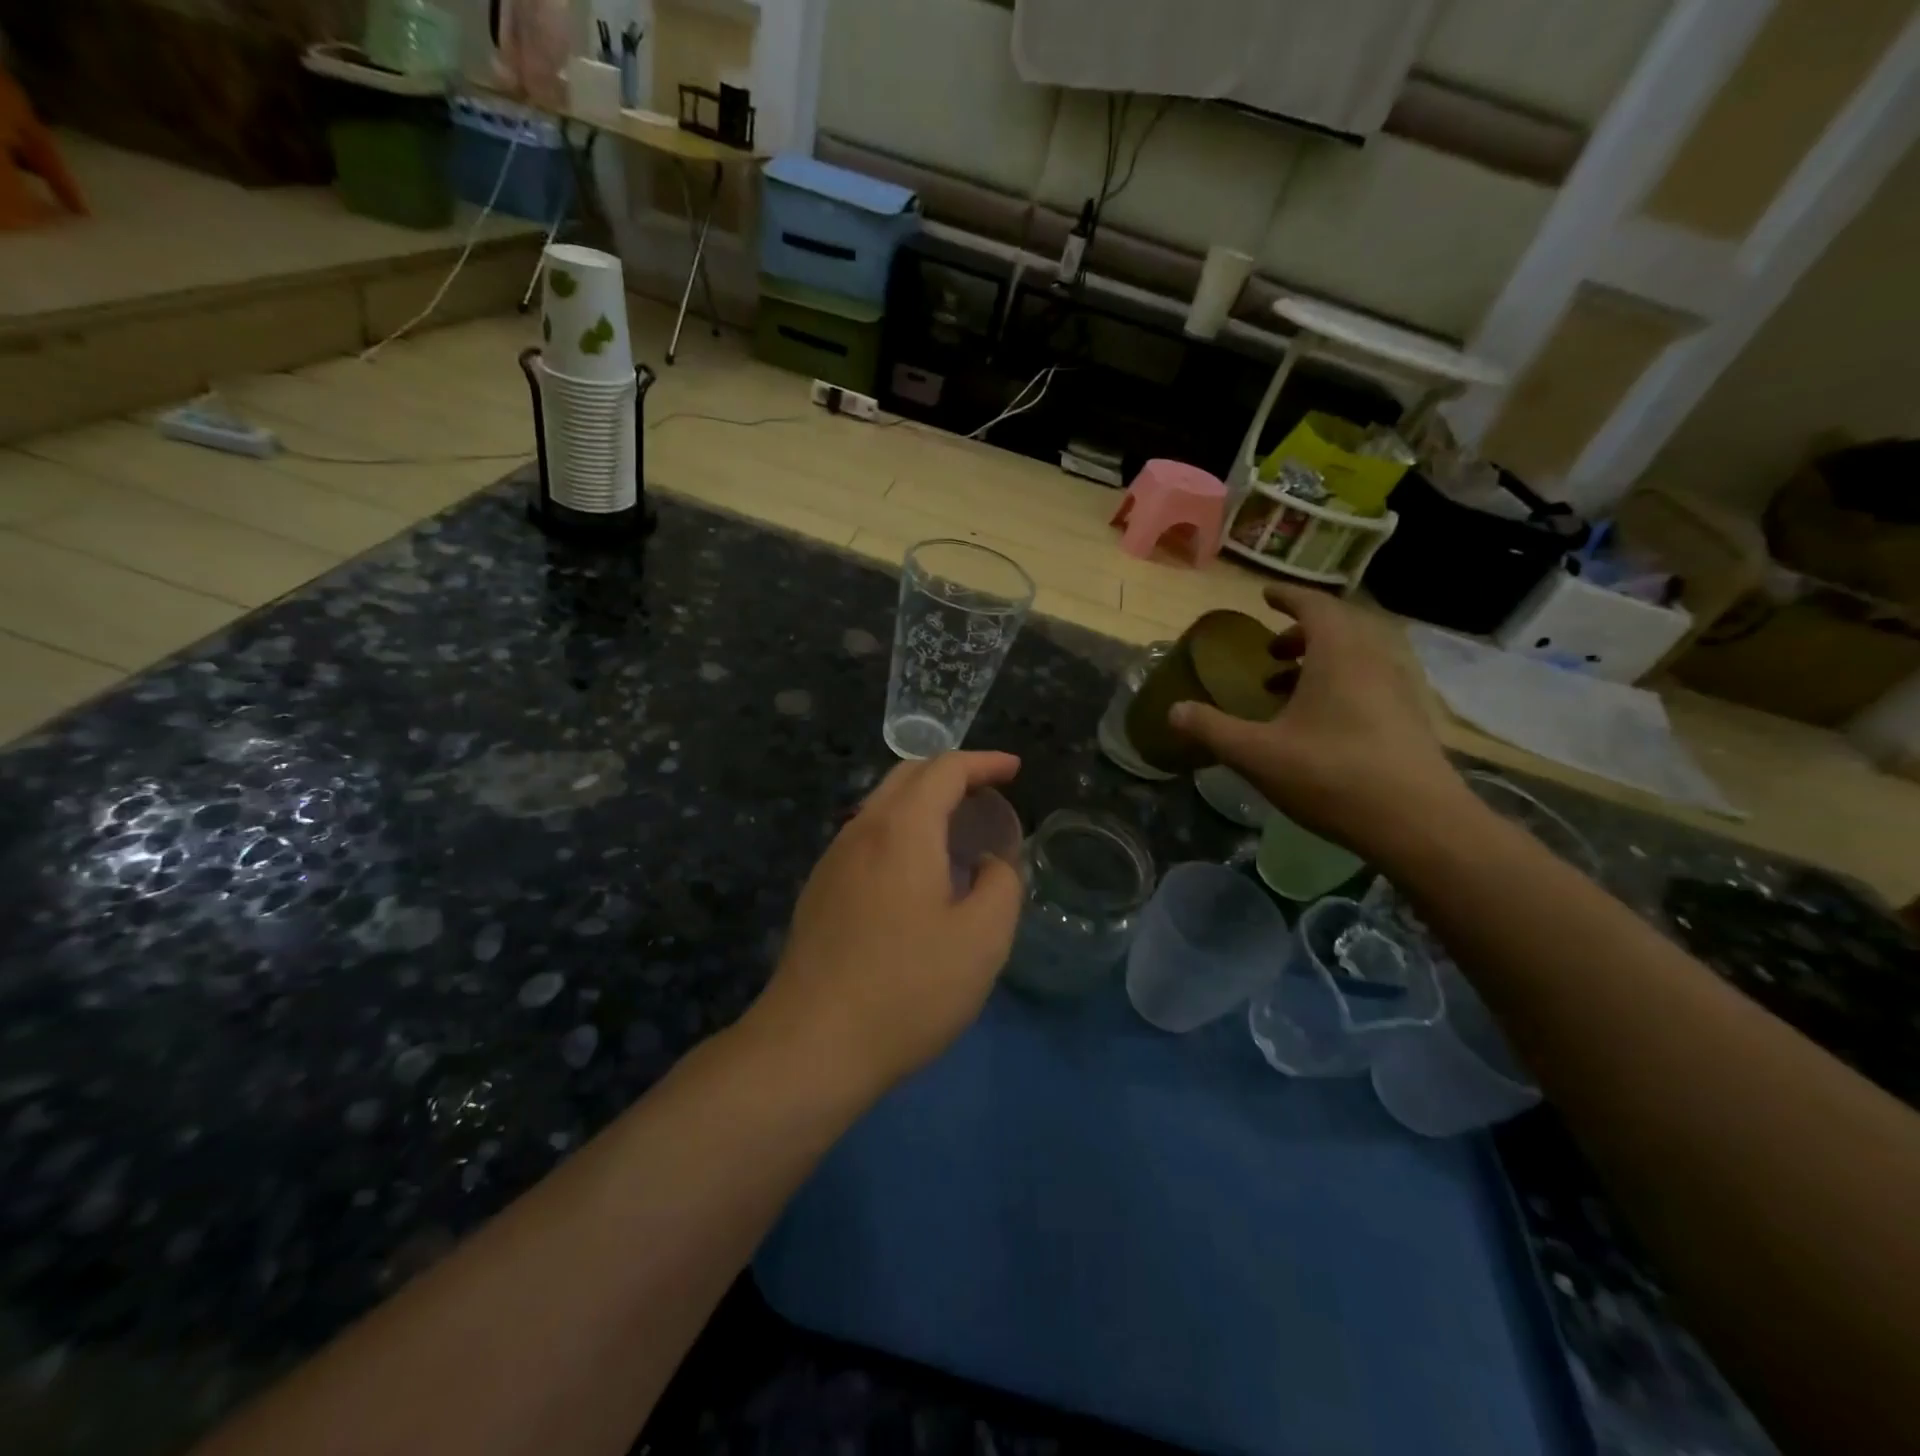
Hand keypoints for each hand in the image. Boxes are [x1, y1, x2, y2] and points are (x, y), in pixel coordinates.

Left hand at [746, 752, 1024, 1096]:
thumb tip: (988, 864)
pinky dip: (901, 830)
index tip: (1015, 770)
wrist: (812, 1044)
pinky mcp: (818, 891)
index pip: (945, 769)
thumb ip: (1000, 886)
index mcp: (902, 829)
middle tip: (988, 792)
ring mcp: (832, 860)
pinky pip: (866, 837)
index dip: (984, 762)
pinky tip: (915, 870)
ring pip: (881, 805)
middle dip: (952, 772)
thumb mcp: (982, 940)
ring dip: (923, 801)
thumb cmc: (908, 989)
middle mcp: (861, 830)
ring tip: (957, 828)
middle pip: (907, 776)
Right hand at [1171, 583, 1467, 857]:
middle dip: (1300, 633)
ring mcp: (1397, 690)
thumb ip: (1212, 729)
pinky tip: (1318, 724)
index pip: (1314, 606)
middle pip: (1338, 629)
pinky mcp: (1409, 720)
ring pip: (1355, 658)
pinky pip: (1369, 683)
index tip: (1265, 596)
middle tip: (1270, 651)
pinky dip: (1339, 685)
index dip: (1288, 597)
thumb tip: (1174, 710)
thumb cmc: (1331, 776)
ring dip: (1319, 662)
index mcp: (1338, 654)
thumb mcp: (1257, 754)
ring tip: (1285, 689)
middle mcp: (1373, 661)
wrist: (1419, 824)